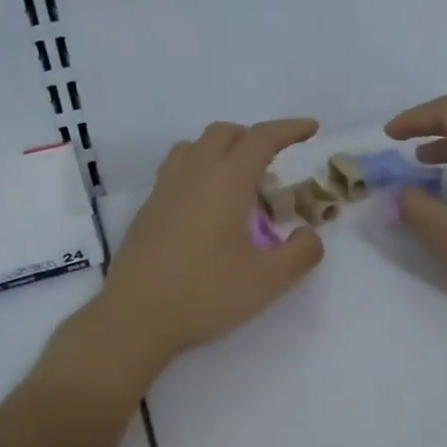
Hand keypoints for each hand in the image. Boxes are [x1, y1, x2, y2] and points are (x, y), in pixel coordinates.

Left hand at [74, 119, 325, 390]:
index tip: (311, 128)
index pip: (262, 138)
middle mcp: (193, 173)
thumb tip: (308, 234)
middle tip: (274, 165)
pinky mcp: (148, 209)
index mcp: (226, 181)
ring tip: (239, 184)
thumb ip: (301, 252)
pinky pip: (177, 170)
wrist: (136, 318)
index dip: (289, 129)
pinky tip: (207, 208)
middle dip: (254, 138)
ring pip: (195, 147)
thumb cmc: (206, 294)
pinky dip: (200, 170)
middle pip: (225, 134)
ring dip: (222, 151)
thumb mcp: (269, 280)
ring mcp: (164, 189)